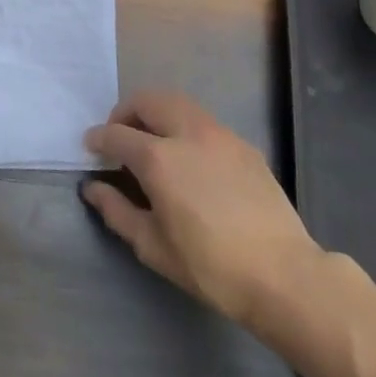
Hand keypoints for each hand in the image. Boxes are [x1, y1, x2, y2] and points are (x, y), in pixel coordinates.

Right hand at [83, 90, 330, 342]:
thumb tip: (92, 188)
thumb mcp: (153, 246)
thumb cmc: (210, 266)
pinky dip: (185, 127)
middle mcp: (187, 133)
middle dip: (126, 112)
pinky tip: (190, 159)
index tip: (91, 147)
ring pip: (178, 103)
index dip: (98, 138)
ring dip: (156, 114)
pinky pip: (204, 122)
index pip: (116, 134)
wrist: (284, 275)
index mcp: (159, 158)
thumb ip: (117, 211)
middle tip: (120, 137)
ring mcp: (220, 135)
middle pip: (147, 100)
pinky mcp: (244, 146)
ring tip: (153, 142)